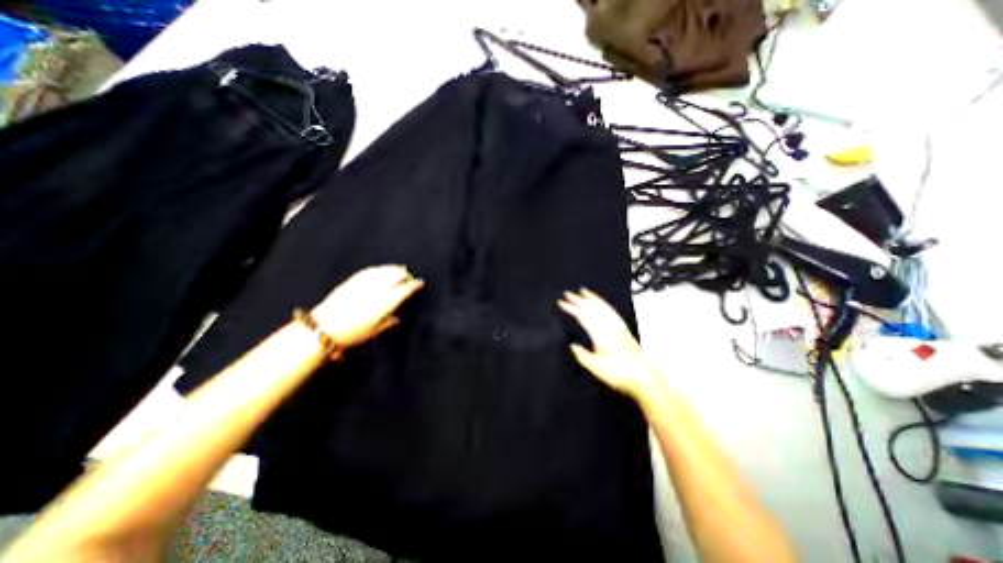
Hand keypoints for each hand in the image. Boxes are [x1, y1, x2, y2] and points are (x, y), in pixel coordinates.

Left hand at [313, 266, 422, 349]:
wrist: (323, 327)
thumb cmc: (352, 333)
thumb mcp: (374, 331)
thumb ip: (387, 323)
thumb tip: (395, 319)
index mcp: (387, 301)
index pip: (405, 289)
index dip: (414, 285)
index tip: (420, 283)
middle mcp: (378, 289)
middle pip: (396, 276)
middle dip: (405, 275)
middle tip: (409, 277)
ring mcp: (365, 282)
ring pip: (384, 271)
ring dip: (394, 269)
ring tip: (400, 269)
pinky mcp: (353, 280)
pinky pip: (371, 270)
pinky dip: (379, 268)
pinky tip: (381, 269)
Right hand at [560, 289, 664, 400]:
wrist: (642, 375)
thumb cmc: (620, 372)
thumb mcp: (595, 367)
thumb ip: (582, 355)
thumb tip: (573, 346)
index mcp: (600, 335)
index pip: (582, 316)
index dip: (571, 308)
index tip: (562, 302)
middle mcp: (608, 327)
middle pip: (591, 309)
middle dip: (578, 300)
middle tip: (568, 294)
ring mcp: (617, 326)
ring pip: (601, 307)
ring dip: (591, 298)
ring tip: (583, 291)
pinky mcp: (623, 328)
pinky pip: (611, 311)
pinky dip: (603, 304)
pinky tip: (600, 302)